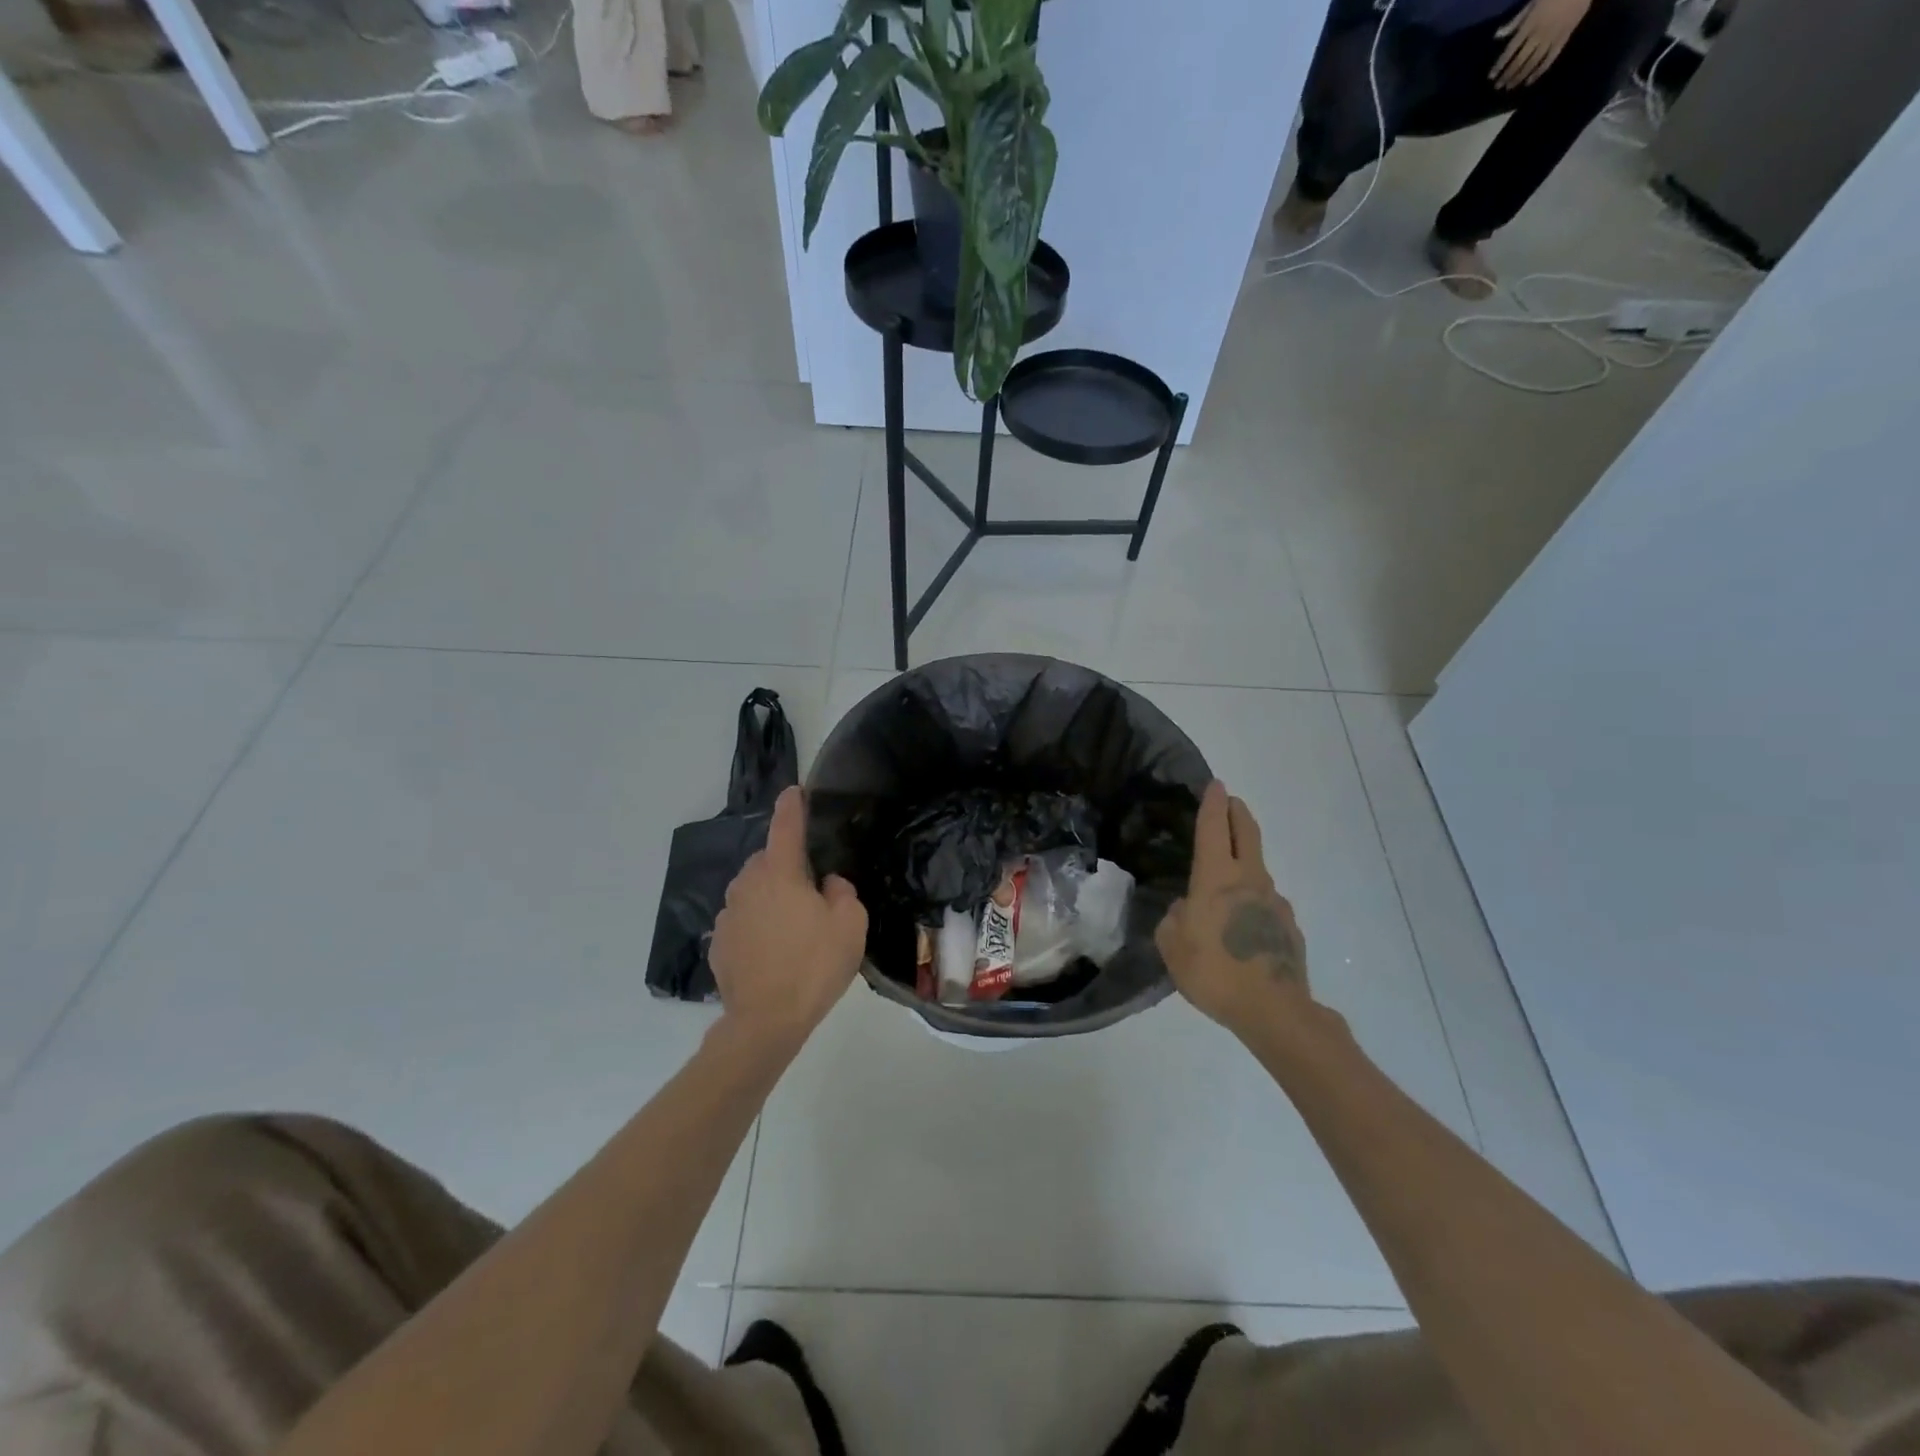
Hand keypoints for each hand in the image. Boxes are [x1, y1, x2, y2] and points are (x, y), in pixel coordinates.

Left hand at [709, 787, 867, 1050]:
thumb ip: (842, 892)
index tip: (794, 791)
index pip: (786, 826)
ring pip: (752, 890)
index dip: (793, 806)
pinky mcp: (719, 942)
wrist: (765, 1021)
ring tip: (793, 928)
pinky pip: (743, 920)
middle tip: (812, 894)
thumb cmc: (814, 966)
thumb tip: (828, 884)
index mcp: (780, 872)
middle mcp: (747, 884)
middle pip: (768, 861)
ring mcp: (728, 914)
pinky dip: (756, 924)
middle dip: (786, 867)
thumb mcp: (850, 925)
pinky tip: (772, 951)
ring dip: (770, 897)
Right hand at [1156, 781, 1310, 1036]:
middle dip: (1238, 813)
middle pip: (1247, 833)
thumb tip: (1188, 909)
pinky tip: (1242, 925)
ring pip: (1258, 869)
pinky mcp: (1289, 926)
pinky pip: (1265, 903)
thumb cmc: (1214, 971)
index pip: (1215, 828)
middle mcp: (1250, 879)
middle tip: (1230, 802)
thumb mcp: (1172, 945)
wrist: (1274, 1010)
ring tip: (1227, 879)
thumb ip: (1175, 918)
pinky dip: (1253, 901)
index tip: (1215, 784)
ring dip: (1245, 861)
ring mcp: (1274, 902)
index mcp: (1217, 877)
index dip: (1212, 804)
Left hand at [1490, 0, 1589, 89]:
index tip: (1491, 77)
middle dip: (1507, 75)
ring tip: (1509, 87)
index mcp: (1530, 25)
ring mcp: (1551, 38)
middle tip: (1498, 86)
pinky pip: (1549, 59)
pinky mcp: (1563, 39)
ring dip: (1519, 77)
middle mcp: (1538, 35)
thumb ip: (1516, 21)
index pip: (1510, 50)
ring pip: (1532, 63)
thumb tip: (1497, 36)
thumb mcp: (1532, 2)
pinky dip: (1538, 72)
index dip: (1500, 65)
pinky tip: (1529, 81)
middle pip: (1519, 61)